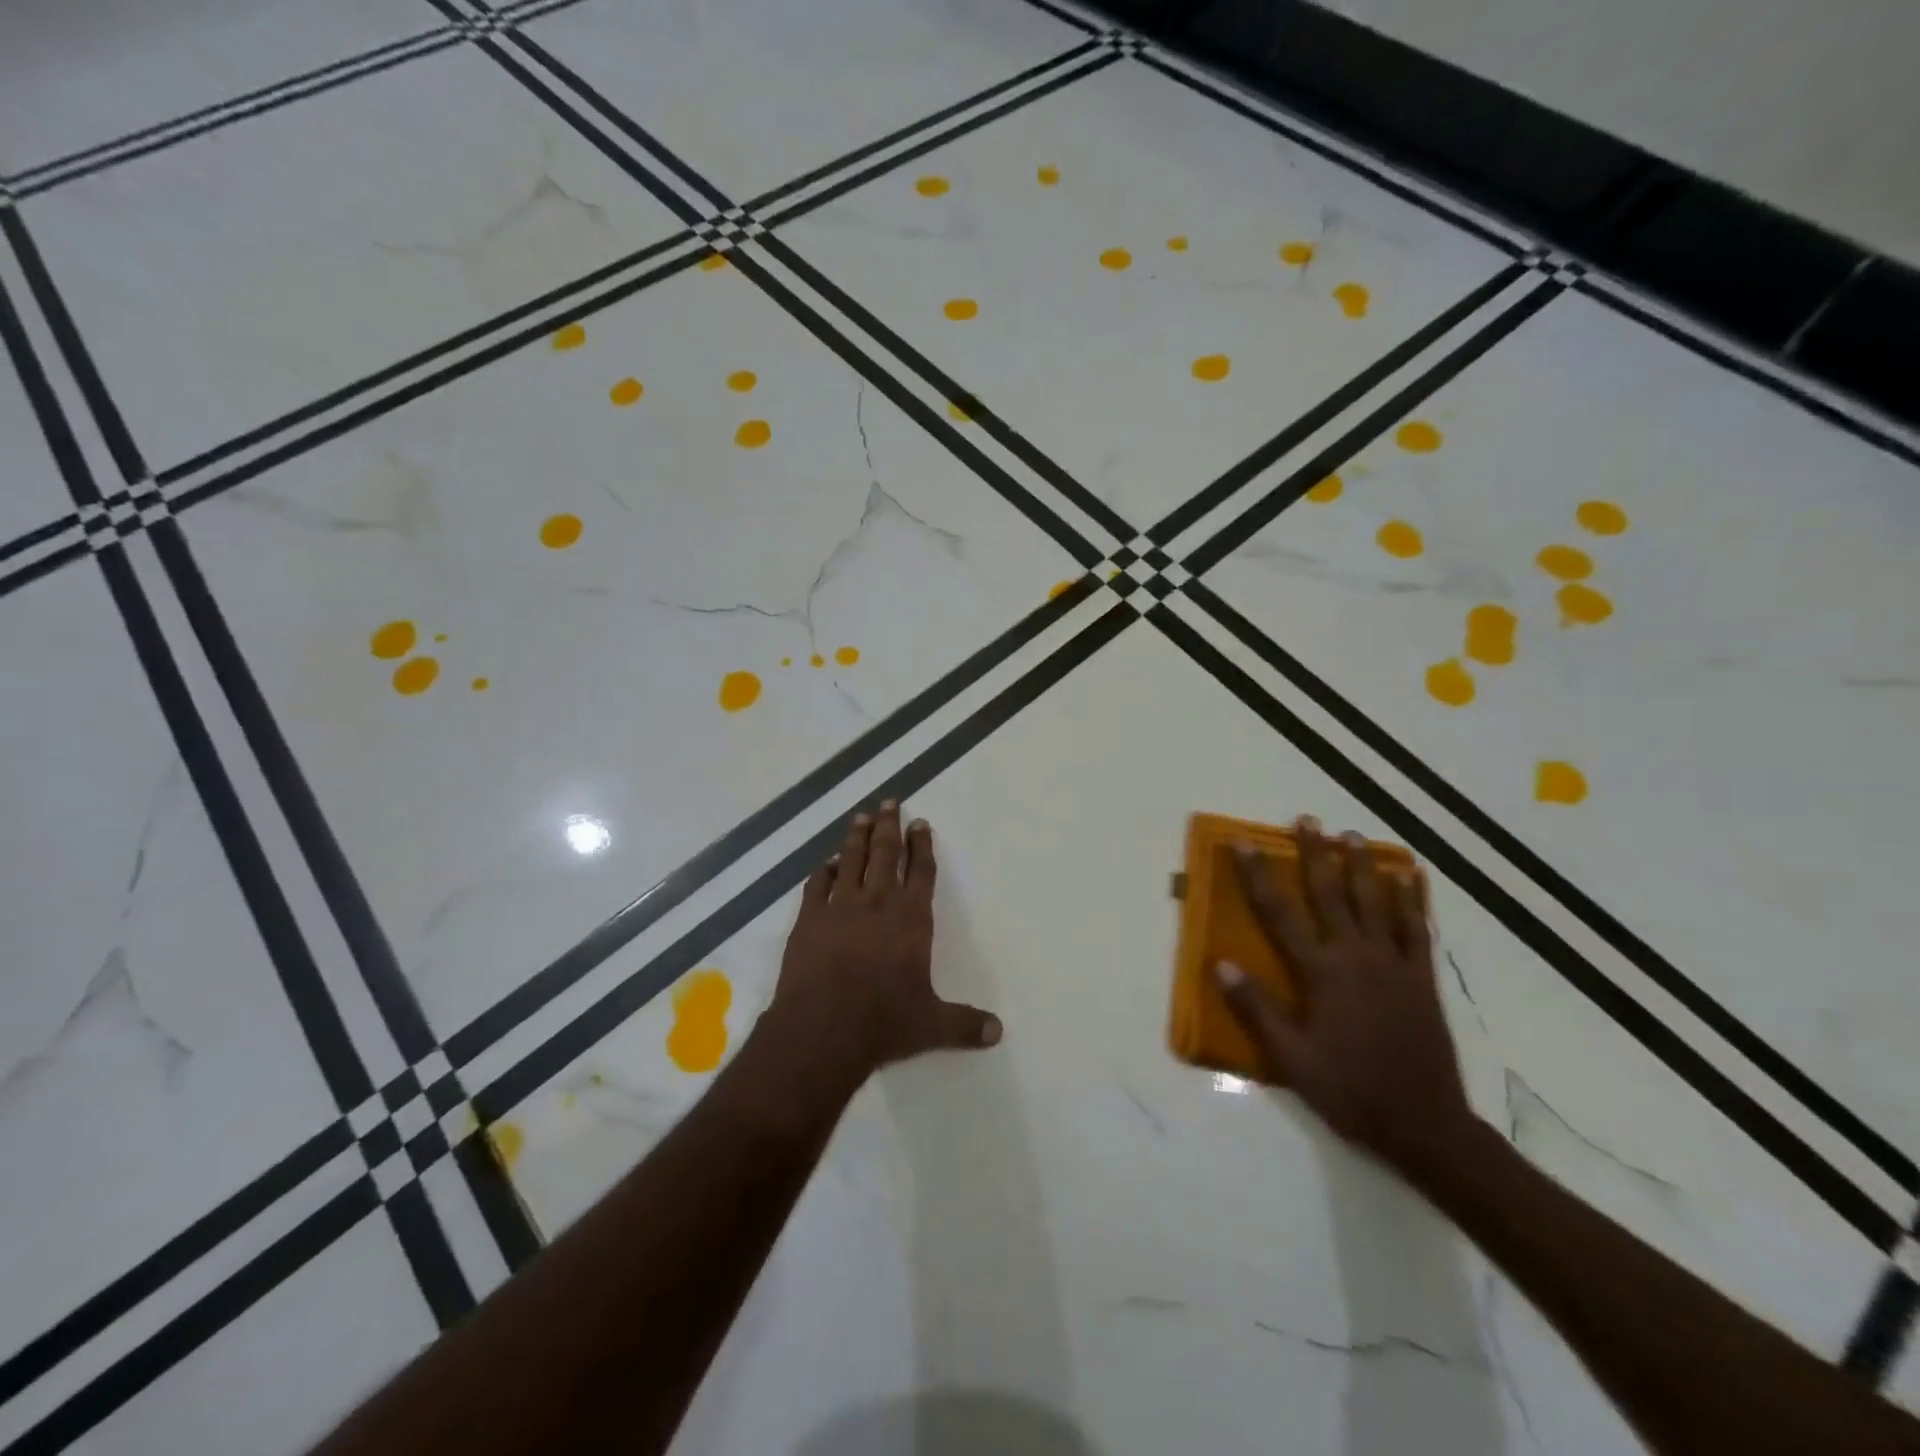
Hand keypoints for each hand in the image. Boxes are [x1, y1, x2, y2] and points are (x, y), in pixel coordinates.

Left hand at [770, 801, 1001, 1074]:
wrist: (822, 1030)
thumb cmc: (883, 1022)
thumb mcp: (931, 1026)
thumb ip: (965, 1025)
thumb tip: (998, 1033)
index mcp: (911, 919)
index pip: (921, 872)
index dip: (922, 846)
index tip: (921, 823)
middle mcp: (877, 904)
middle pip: (885, 854)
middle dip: (889, 826)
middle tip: (889, 802)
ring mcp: (840, 908)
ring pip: (851, 861)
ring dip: (857, 838)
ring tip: (860, 817)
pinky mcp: (809, 920)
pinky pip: (818, 885)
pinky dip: (824, 871)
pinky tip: (827, 863)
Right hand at [1216, 816, 1473, 1174]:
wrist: (1425, 1126)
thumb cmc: (1350, 1091)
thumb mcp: (1292, 1059)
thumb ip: (1257, 1008)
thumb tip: (1220, 964)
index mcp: (1321, 973)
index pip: (1280, 914)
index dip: (1259, 876)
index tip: (1244, 844)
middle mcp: (1357, 957)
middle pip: (1331, 894)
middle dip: (1315, 854)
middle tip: (1308, 820)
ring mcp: (1394, 965)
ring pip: (1375, 902)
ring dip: (1361, 866)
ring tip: (1352, 835)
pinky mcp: (1422, 979)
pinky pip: (1416, 929)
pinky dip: (1411, 900)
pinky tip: (1409, 878)